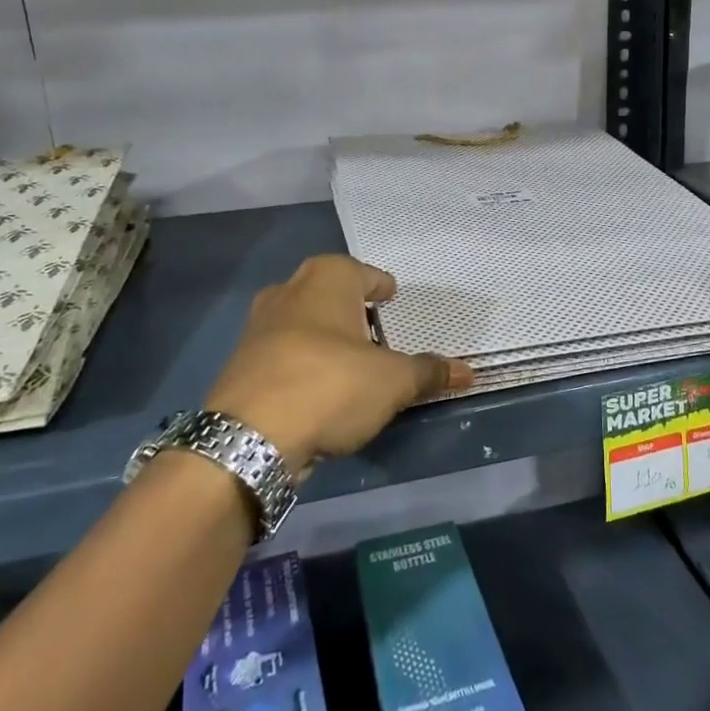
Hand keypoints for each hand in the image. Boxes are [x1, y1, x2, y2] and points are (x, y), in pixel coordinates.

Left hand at [203, 255, 471, 471]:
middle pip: (326, 291)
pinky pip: (282, 354)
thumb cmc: (331, 386)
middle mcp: (288, 292)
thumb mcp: (393, 382)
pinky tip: (318, 387)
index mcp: (326, 279)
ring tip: (348, 360)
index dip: (380, 285)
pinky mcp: (241, 365)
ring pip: (300, 322)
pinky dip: (301, 363)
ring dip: (322, 336)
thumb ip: (429, 373)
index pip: (362, 272)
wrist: (248, 439)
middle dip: (348, 306)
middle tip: (372, 326)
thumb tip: (468, 371)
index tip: (392, 296)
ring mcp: (258, 328)